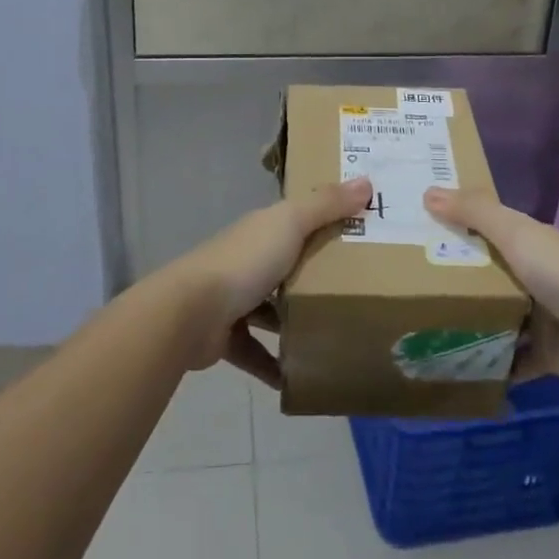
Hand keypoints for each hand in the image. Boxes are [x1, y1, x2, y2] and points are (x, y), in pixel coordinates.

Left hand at [165, 179, 371, 387]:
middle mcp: (247, 260)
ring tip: (334, 334)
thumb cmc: (246, 261)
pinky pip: (256, 352)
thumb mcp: (290, 223)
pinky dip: (275, 365)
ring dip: (294, 321)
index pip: (296, 220)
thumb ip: (326, 204)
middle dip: (314, 276)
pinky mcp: (226, 337)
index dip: (324, 221)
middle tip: (358, 290)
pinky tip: (300, 377)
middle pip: (286, 265)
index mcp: (262, 230)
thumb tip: (367, 181)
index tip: (359, 231)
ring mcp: (234, 299)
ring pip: (270, 310)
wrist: (191, 312)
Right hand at [423, 187, 558, 389]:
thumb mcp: (513, 232)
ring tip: (423, 332)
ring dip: (469, 325)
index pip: (484, 232)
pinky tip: (455, 369)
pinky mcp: (545, 356)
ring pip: (495, 320)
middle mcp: (532, 278)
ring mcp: (540, 319)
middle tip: (408, 289)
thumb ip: (474, 212)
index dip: (454, 230)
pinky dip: (490, 366)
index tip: (415, 236)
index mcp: (526, 245)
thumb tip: (427, 191)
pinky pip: (510, 362)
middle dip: (454, 283)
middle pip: (486, 278)